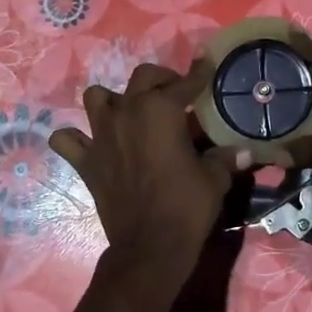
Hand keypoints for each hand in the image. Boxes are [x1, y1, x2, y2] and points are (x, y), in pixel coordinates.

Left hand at [49, 61, 244, 277]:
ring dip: (113, 100)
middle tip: (175, 94)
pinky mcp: (85, 161)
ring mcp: (100, 136)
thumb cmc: (187, 206)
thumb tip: (244, 151)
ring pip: (96, 97)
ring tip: (129, 113)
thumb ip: (224, 158)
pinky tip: (90, 143)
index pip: (184, 83)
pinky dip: (76, 138)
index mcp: (161, 110)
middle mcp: (127, 113)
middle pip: (142, 78)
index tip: (205, 66)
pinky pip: (67, 139)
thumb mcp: (214, 179)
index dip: (198, 74)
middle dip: (161, 79)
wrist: (150, 245)